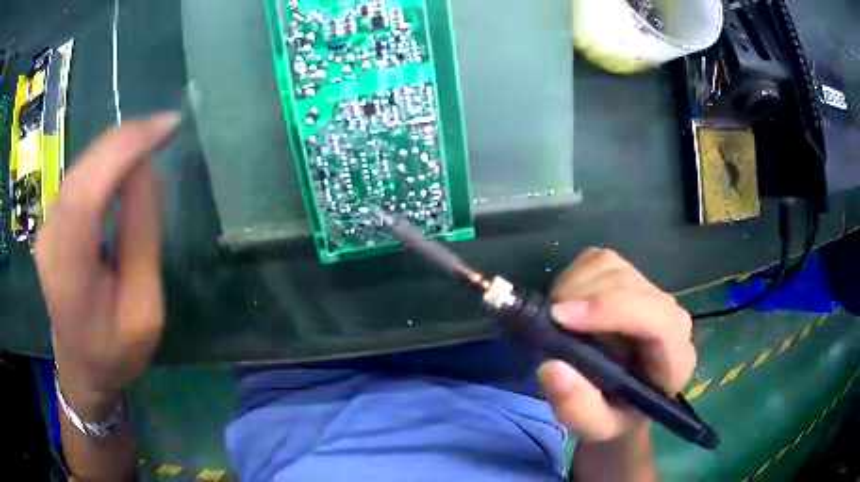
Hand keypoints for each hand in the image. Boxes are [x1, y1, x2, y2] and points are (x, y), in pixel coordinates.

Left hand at [35, 113, 178, 409]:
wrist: (81, 369)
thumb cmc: (115, 352)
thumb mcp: (144, 310)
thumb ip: (141, 240)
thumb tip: (147, 172)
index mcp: (71, 270)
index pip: (89, 188)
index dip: (127, 147)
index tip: (169, 126)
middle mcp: (50, 238)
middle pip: (83, 169)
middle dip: (126, 140)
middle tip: (165, 129)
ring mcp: (46, 228)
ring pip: (80, 169)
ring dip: (115, 149)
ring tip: (150, 142)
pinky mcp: (50, 224)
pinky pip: (77, 179)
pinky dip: (103, 163)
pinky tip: (122, 166)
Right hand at [538, 248, 695, 442]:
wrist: (624, 401)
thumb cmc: (616, 416)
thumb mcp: (597, 428)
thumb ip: (578, 408)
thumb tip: (551, 367)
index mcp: (675, 356)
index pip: (657, 319)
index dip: (610, 310)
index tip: (560, 318)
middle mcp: (670, 314)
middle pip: (628, 284)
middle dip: (582, 298)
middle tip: (548, 326)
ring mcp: (650, 291)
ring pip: (611, 266)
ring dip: (574, 287)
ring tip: (558, 321)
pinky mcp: (629, 277)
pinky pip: (598, 260)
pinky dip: (573, 277)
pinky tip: (567, 306)